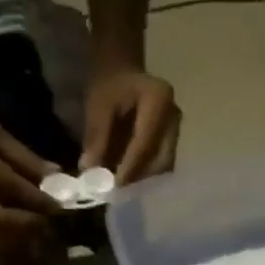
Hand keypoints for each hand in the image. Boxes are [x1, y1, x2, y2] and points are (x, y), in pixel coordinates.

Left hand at [82, 63, 179, 182]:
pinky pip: (161, 165)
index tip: (114, 186)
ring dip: (143, 179)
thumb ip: (96, 137)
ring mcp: (176, 130)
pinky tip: (129, 180)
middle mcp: (174, 117)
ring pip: (163, 166)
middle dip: (139, 177)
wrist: (122, 73)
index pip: (145, 141)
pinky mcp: (172, 142)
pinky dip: (145, 175)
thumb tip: (89, 171)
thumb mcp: (98, 105)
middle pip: (161, 159)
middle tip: (118, 191)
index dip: (130, 166)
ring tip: (121, 187)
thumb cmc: (109, 85)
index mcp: (158, 100)